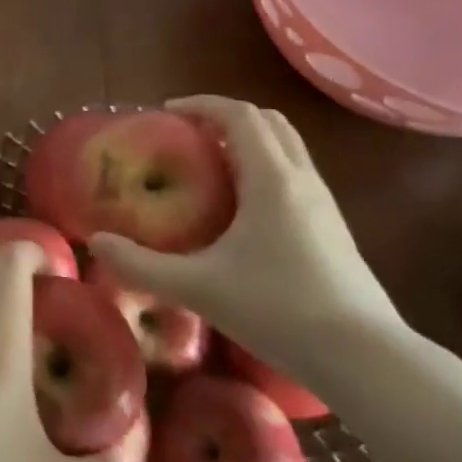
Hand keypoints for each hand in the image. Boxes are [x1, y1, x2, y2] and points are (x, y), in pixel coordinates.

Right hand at [88, 96, 404, 377]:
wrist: (365, 357)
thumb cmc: (279, 310)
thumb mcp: (199, 287)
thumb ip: (142, 265)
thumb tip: (97, 243)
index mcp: (271, 178)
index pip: (239, 114)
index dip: (202, 104)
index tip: (167, 112)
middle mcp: (301, 178)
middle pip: (268, 121)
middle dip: (226, 116)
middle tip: (188, 134)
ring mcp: (324, 203)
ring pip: (287, 147)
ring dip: (250, 140)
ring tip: (211, 165)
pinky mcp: (334, 227)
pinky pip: (295, 174)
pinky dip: (266, 166)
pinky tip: (244, 207)